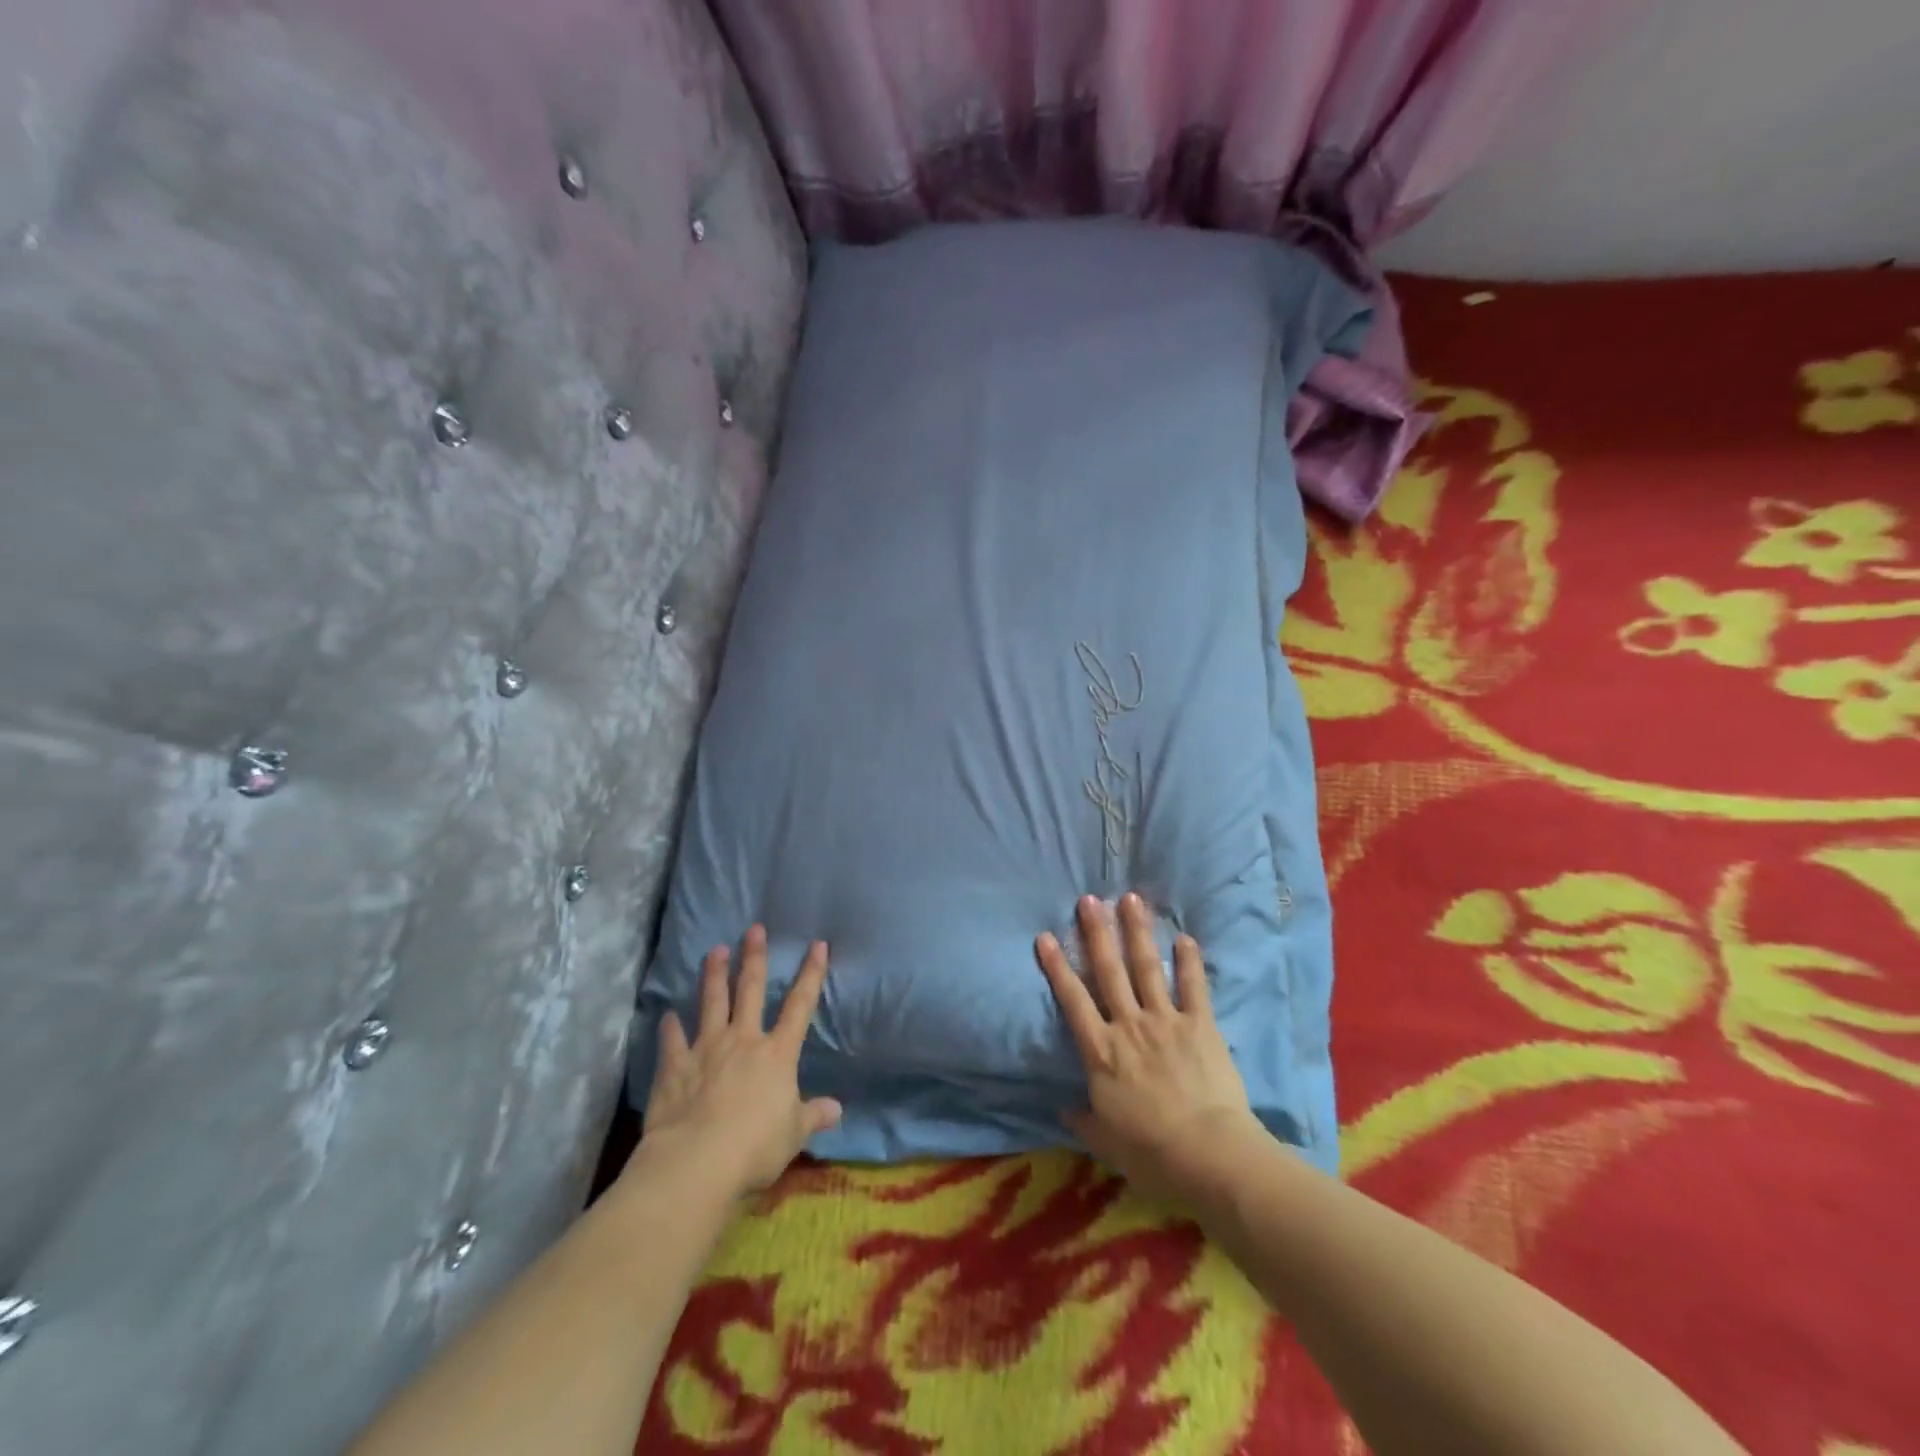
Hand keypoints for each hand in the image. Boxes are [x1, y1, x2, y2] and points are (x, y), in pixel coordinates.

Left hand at [639, 926, 841, 1197]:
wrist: (696, 1162)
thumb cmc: (754, 1147)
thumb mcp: (793, 1134)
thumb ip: (813, 1116)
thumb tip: (836, 1109)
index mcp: (777, 1054)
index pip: (800, 1005)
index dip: (811, 973)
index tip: (817, 944)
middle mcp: (743, 1041)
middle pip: (751, 991)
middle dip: (755, 958)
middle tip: (754, 929)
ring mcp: (706, 1050)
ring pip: (712, 1003)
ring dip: (714, 976)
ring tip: (715, 950)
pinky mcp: (675, 1068)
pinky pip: (673, 1041)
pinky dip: (669, 1028)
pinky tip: (666, 1016)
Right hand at [1037, 893, 1265, 1205]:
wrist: (1207, 1155)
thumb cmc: (1150, 1152)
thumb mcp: (1105, 1140)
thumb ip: (1082, 1118)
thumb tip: (1062, 1107)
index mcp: (1102, 1051)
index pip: (1073, 1000)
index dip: (1057, 967)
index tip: (1046, 936)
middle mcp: (1129, 1025)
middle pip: (1108, 971)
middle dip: (1096, 933)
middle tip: (1088, 899)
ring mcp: (1166, 1021)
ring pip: (1146, 968)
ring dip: (1137, 932)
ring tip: (1131, 899)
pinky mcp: (1200, 1026)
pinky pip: (1193, 988)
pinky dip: (1189, 963)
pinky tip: (1186, 938)